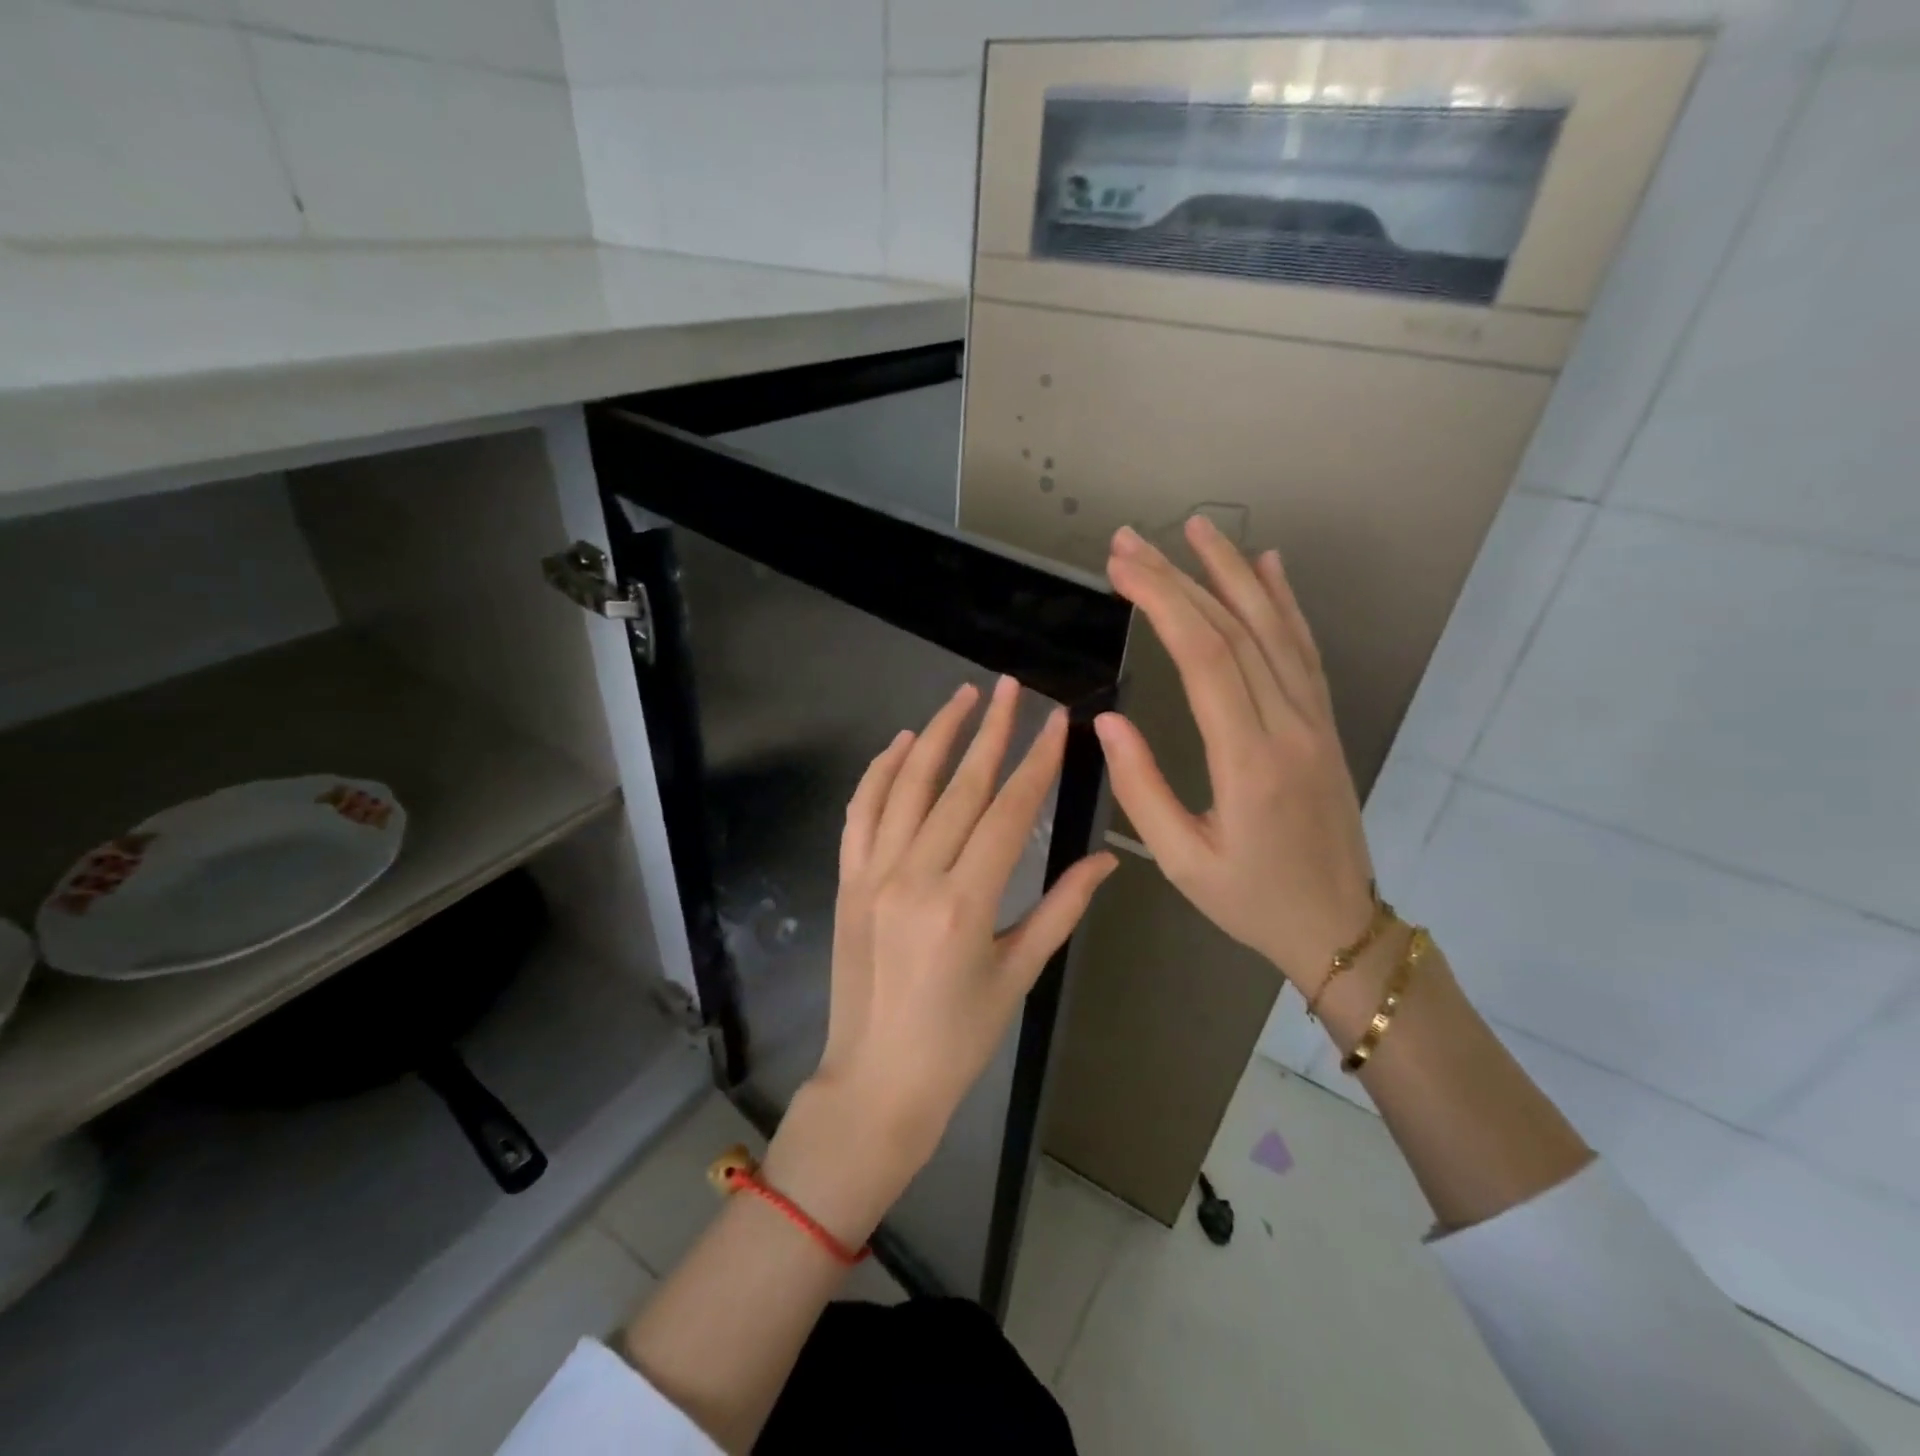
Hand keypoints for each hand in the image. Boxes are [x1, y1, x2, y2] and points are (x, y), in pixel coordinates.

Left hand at [814, 675, 1117, 1161]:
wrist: (877, 1080)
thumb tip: (1108, 858)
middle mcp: (914, 877)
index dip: (1036, 762)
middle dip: (991, 732)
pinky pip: (861, 813)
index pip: (1007, 813)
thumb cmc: (959, 1040)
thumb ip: (1062, 909)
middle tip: (1011, 687)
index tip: (1056, 721)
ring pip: (906, 787)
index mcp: (965, 904)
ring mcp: (873, 874)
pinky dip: (879, 773)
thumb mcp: (1018, 975)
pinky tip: (900, 744)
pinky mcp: (847, 880)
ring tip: (962, 697)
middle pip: (959, 787)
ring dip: (935, 735)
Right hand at [1095, 518, 1375, 990]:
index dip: (1161, 602)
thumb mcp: (1182, 861)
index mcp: (1249, 759)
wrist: (1340, 928)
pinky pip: (1304, 649)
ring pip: (1273, 627)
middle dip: (1179, 576)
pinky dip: (1284, 601)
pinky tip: (1266, 566)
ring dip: (1232, 572)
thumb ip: (1143, 788)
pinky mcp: (1323, 723)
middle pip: (1233, 629)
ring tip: (1195, 528)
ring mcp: (1314, 719)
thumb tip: (1108, 722)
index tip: (1121, 567)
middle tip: (1131, 539)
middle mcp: (1288, 725)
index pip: (1203, 657)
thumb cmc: (1251, 900)